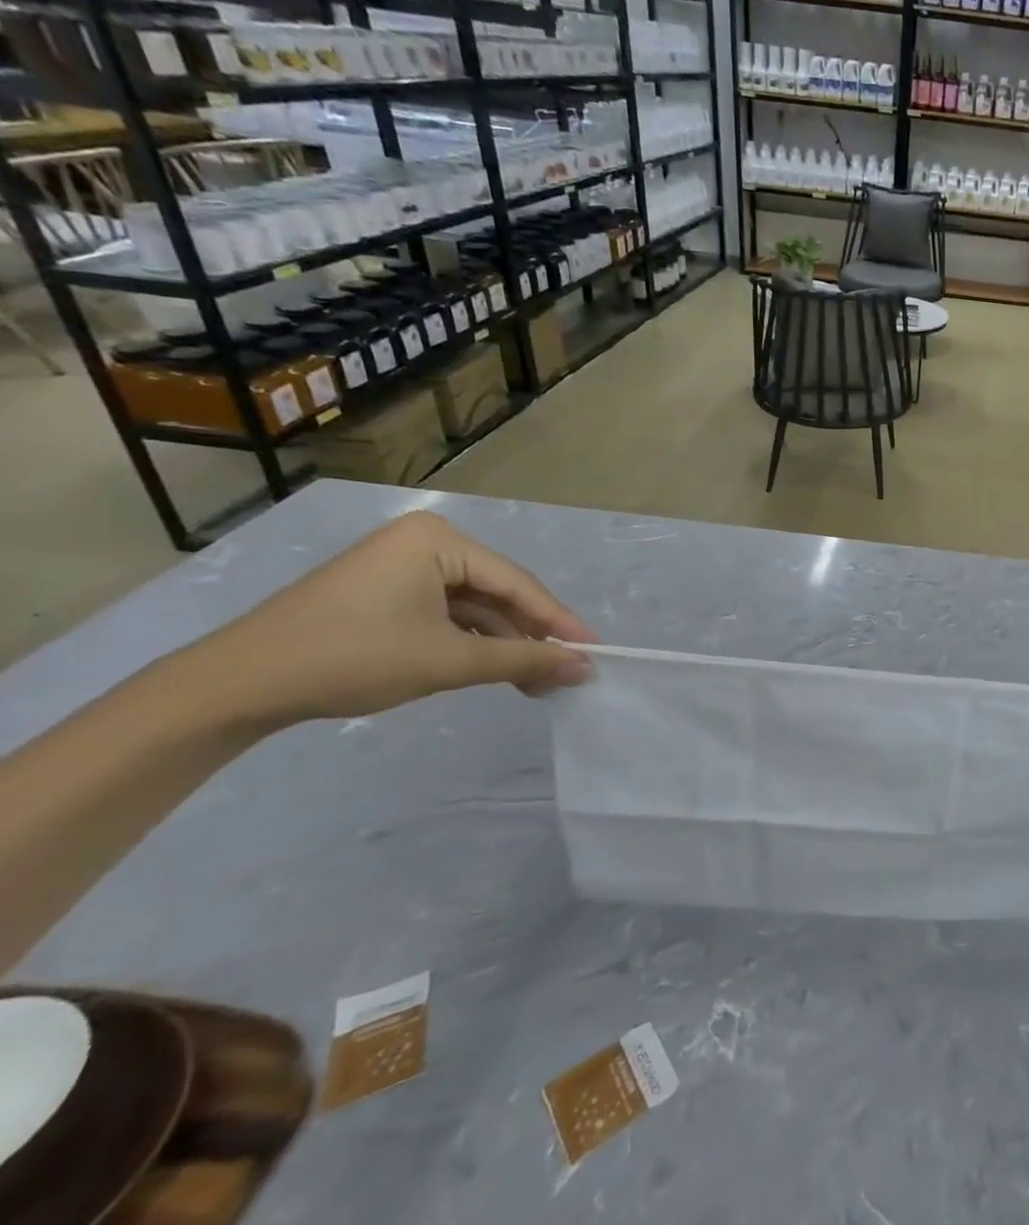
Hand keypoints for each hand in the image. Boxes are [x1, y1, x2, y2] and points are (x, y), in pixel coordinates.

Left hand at [185, 511, 597, 727]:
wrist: (238, 685)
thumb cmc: (353, 657)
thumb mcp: (449, 659)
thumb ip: (524, 660)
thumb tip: (585, 668)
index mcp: (439, 539)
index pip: (516, 583)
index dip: (558, 622)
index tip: (594, 652)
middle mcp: (425, 542)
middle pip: (498, 593)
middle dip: (530, 637)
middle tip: (565, 674)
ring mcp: (402, 566)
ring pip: (474, 607)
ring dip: (503, 645)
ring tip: (534, 684)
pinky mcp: (385, 593)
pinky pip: (446, 614)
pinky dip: (471, 643)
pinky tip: (493, 670)